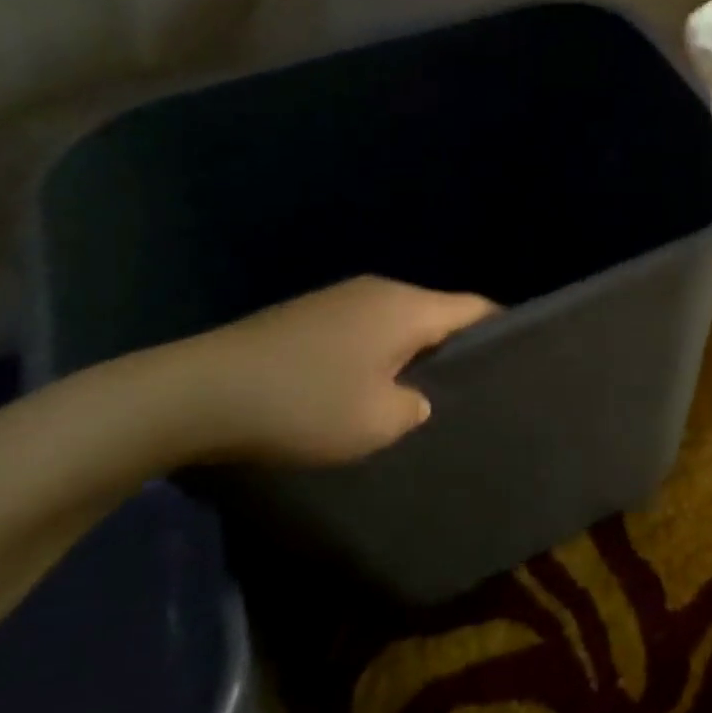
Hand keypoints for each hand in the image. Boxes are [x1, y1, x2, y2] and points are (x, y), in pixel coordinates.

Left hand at [161, 277, 497, 466]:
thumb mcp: (379, 421)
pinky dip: (379, 353)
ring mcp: (340, 299)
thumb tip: (416, 395)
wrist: (193, 393)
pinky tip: (366, 387)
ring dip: (414, 353)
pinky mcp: (308, 315)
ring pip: (401, 321)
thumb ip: (418, 405)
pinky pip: (366, 328)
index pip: (477, 309)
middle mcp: (380, 291)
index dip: (503, 333)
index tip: (518, 364)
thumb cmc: (302, 405)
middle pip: (439, 312)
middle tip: (471, 389)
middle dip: (458, 347)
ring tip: (421, 393)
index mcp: (408, 307)